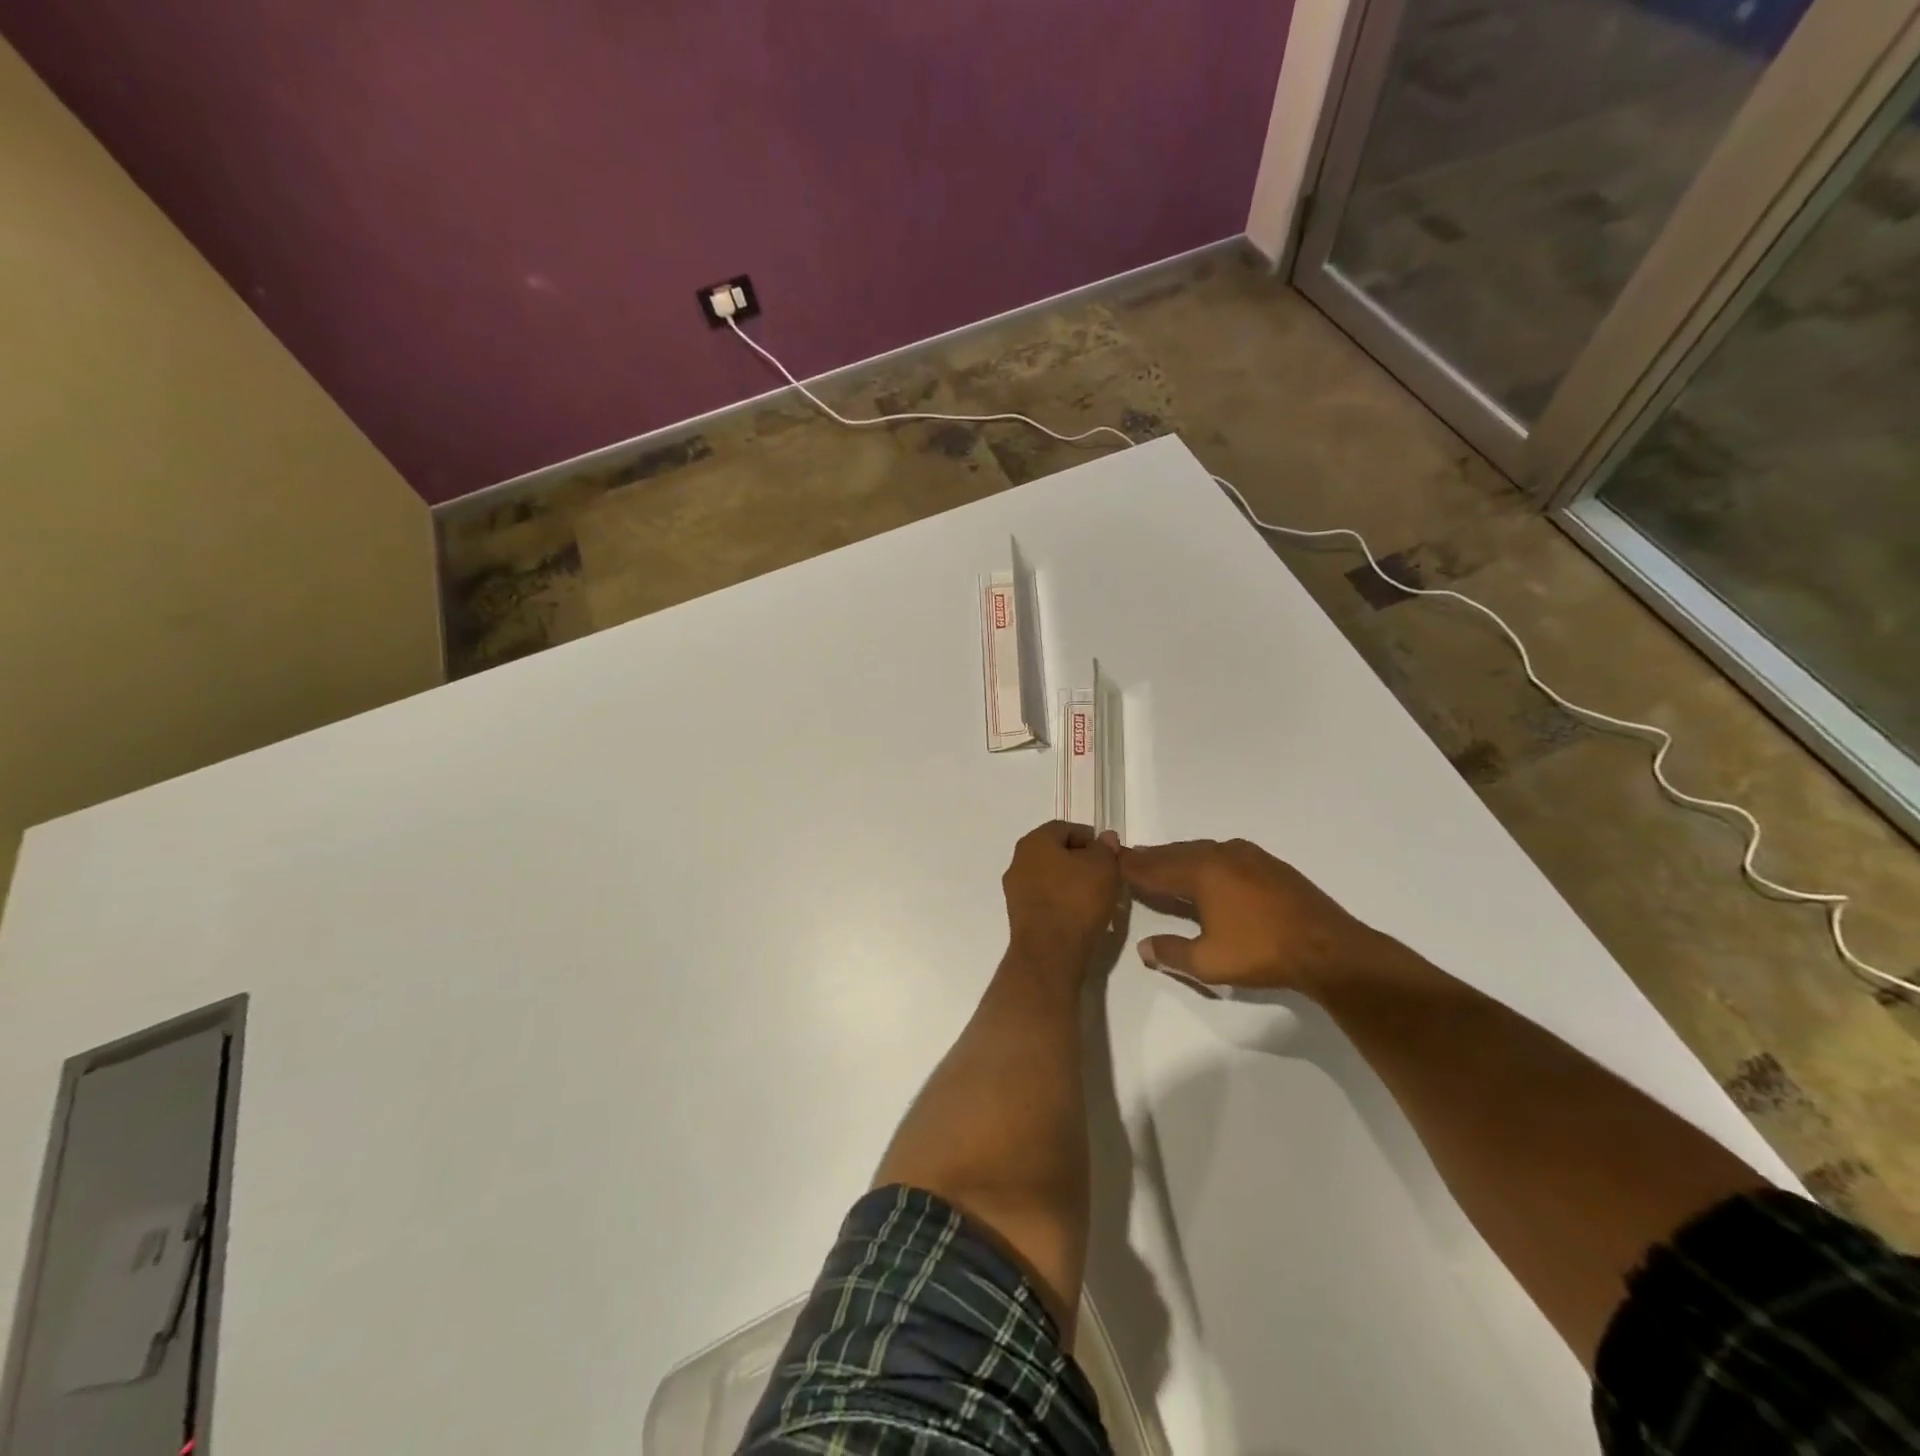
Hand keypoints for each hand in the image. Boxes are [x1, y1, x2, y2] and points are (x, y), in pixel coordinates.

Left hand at [1002, 821, 1122, 969]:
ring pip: (1049, 876)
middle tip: (1105, 874)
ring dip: (1070, 881)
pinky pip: (1044, 898)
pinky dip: (1061, 900)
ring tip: (1095, 896)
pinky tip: (1079, 913)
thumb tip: (1104, 838)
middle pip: (1055, 852)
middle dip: (1080, 860)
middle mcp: (1018, 860)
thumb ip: (1105, 848)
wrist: (1050, 951)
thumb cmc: (1077, 899)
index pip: (1065, 828)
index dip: (1090, 838)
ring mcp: (1015, 889)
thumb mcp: (1103, 867)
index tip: (1109, 855)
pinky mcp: (1018, 914)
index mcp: (1034, 841)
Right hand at [1117, 838, 1389, 993]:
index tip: (1112, 861)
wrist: (1329, 949)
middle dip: (1152, 858)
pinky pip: (1224, 854)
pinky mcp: (1269, 864)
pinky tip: (1206, 870)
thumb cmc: (1261, 953)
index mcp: (1201, 871)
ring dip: (1178, 857)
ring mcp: (1249, 856)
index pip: (1155, 867)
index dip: (1131, 866)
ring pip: (1201, 851)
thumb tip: (1144, 947)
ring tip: (1163, 864)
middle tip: (1131, 859)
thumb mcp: (1207, 962)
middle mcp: (1221, 854)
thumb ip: (1171, 952)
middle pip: (1176, 853)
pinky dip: (1204, 860)